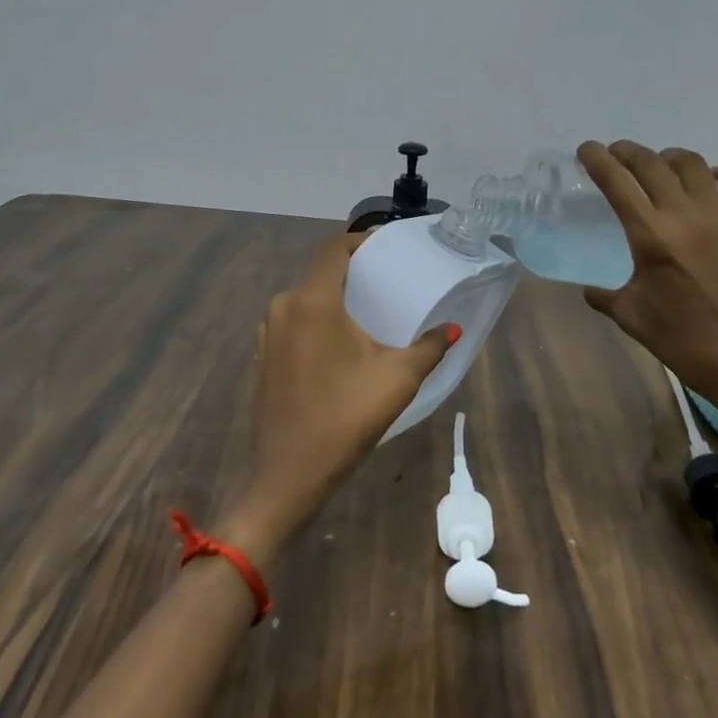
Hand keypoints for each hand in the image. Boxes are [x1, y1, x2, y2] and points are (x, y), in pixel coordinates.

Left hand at [219, 234, 457, 565]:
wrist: (288, 476)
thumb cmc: (345, 418)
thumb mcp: (397, 379)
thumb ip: (429, 347)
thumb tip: (453, 329)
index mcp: (313, 301)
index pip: (334, 249)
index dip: (361, 241)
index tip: (387, 247)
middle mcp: (284, 306)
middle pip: (320, 271)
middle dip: (352, 270)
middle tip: (386, 279)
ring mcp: (268, 332)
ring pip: (305, 297)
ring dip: (334, 296)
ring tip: (367, 308)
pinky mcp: (263, 355)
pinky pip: (294, 320)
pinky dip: (317, 318)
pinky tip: (340, 340)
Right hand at [577, 139, 717, 431]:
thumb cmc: (684, 342)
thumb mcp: (631, 318)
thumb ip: (603, 296)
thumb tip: (588, 289)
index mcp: (651, 235)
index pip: (616, 180)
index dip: (597, 158)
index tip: (586, 149)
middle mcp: (686, 214)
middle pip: (651, 162)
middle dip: (627, 151)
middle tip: (616, 154)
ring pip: (692, 163)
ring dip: (669, 157)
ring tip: (660, 165)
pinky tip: (711, 180)